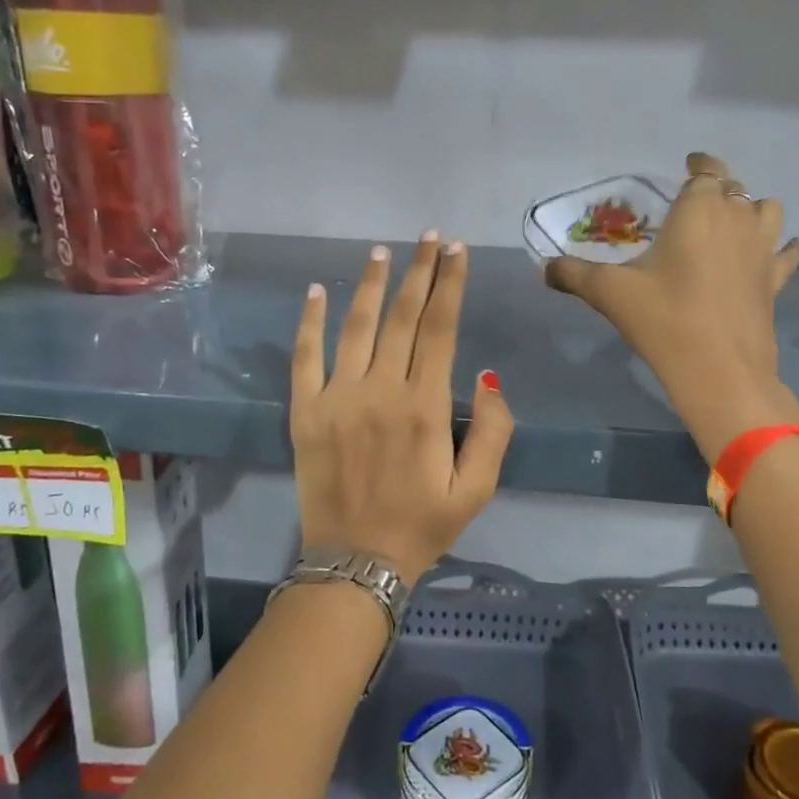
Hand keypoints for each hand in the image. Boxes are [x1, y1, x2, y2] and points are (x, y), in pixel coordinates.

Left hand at [291, 233, 513, 584]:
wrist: (356, 562)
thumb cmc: (423, 525)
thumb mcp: (478, 489)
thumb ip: (494, 430)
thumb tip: (486, 376)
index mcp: (425, 406)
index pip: (441, 328)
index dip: (451, 284)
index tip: (458, 251)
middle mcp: (381, 390)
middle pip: (404, 317)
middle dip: (420, 271)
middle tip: (429, 237)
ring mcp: (337, 398)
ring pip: (357, 326)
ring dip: (372, 285)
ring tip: (382, 252)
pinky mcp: (305, 412)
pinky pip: (305, 357)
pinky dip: (311, 321)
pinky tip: (318, 290)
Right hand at [545, 153, 798, 459]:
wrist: (720, 371)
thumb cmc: (664, 319)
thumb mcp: (610, 293)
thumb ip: (574, 275)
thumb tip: (545, 268)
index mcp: (698, 210)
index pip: (706, 171)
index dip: (699, 165)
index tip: (689, 164)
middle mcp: (736, 219)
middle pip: (734, 188)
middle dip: (717, 189)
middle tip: (695, 203)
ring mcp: (761, 249)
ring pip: (767, 210)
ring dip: (752, 208)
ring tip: (734, 220)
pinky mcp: (774, 281)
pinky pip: (785, 253)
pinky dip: (783, 247)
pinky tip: (778, 250)